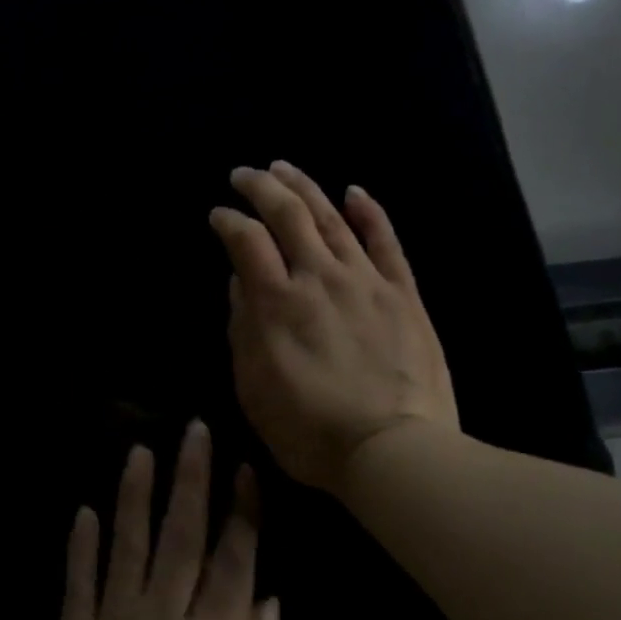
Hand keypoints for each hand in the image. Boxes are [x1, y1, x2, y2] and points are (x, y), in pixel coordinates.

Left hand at [51, 421, 279, 619]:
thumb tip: (268, 600)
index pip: (233, 563)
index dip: (242, 512)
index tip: (246, 467)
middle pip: (180, 538)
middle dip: (190, 479)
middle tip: (193, 431)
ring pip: (125, 548)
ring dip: (134, 496)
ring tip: (140, 450)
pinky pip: (77, 586)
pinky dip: (80, 547)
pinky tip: (84, 510)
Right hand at [209, 161, 458, 494]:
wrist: (393, 451)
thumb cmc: (310, 431)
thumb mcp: (253, 388)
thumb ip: (242, 329)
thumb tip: (240, 282)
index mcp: (276, 303)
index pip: (246, 241)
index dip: (227, 221)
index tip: (217, 215)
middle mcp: (319, 278)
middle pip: (288, 215)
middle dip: (261, 187)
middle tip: (244, 174)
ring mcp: (365, 281)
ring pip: (332, 218)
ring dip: (305, 187)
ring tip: (284, 167)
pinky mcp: (402, 293)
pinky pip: (385, 241)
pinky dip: (369, 212)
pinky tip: (354, 191)